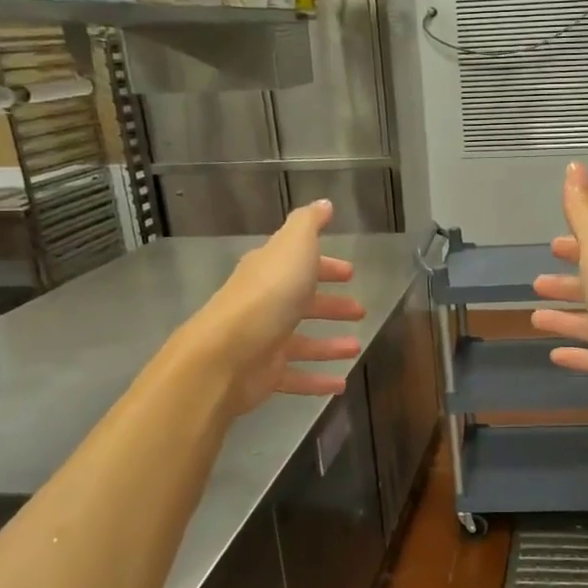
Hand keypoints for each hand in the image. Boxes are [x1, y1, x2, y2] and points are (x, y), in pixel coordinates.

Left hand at [187, 200, 365, 416]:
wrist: (228, 352)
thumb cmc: (269, 294)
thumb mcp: (294, 247)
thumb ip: (309, 224)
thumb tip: (324, 203)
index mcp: (271, 271)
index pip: (300, 264)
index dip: (325, 267)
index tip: (349, 272)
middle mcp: (266, 304)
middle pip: (302, 303)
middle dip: (330, 305)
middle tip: (359, 310)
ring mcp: (265, 340)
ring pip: (302, 341)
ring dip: (329, 344)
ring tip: (356, 348)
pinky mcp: (265, 374)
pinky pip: (296, 376)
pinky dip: (318, 380)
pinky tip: (341, 384)